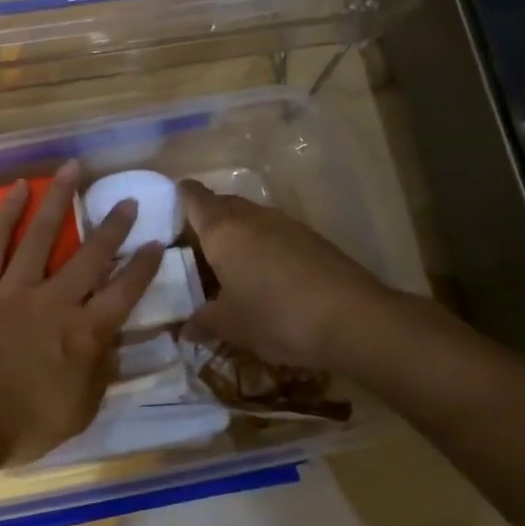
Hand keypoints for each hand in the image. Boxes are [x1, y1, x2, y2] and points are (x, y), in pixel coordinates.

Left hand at [0, 163, 165, 466]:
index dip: (143, 266)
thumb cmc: (22, 427)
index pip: (124, 293)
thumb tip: (113, 346)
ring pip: (43, 235)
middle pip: (91, 256)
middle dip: (113, 227)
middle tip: (128, 201)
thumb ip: (99, 375)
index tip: (157, 242)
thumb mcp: (79, 412)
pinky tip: (17, 188)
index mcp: (84, 334)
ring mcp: (15, 288)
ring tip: (74, 169)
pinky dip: (6, 214)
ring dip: (60, 199)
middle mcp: (56, 301)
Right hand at [179, 180, 394, 370]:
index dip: (181, 196)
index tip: (170, 201)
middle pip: (223, 204)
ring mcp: (286, 224)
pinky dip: (261, 245)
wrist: (354, 320)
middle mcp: (252, 217)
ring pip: (250, 218)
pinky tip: (264, 273)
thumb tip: (185, 329)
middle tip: (192, 243)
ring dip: (237, 232)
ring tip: (227, 262)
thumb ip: (203, 322)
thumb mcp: (230, 325)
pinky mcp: (312, 239)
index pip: (195, 199)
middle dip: (207, 217)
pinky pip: (274, 233)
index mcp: (222, 231)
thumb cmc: (276, 316)